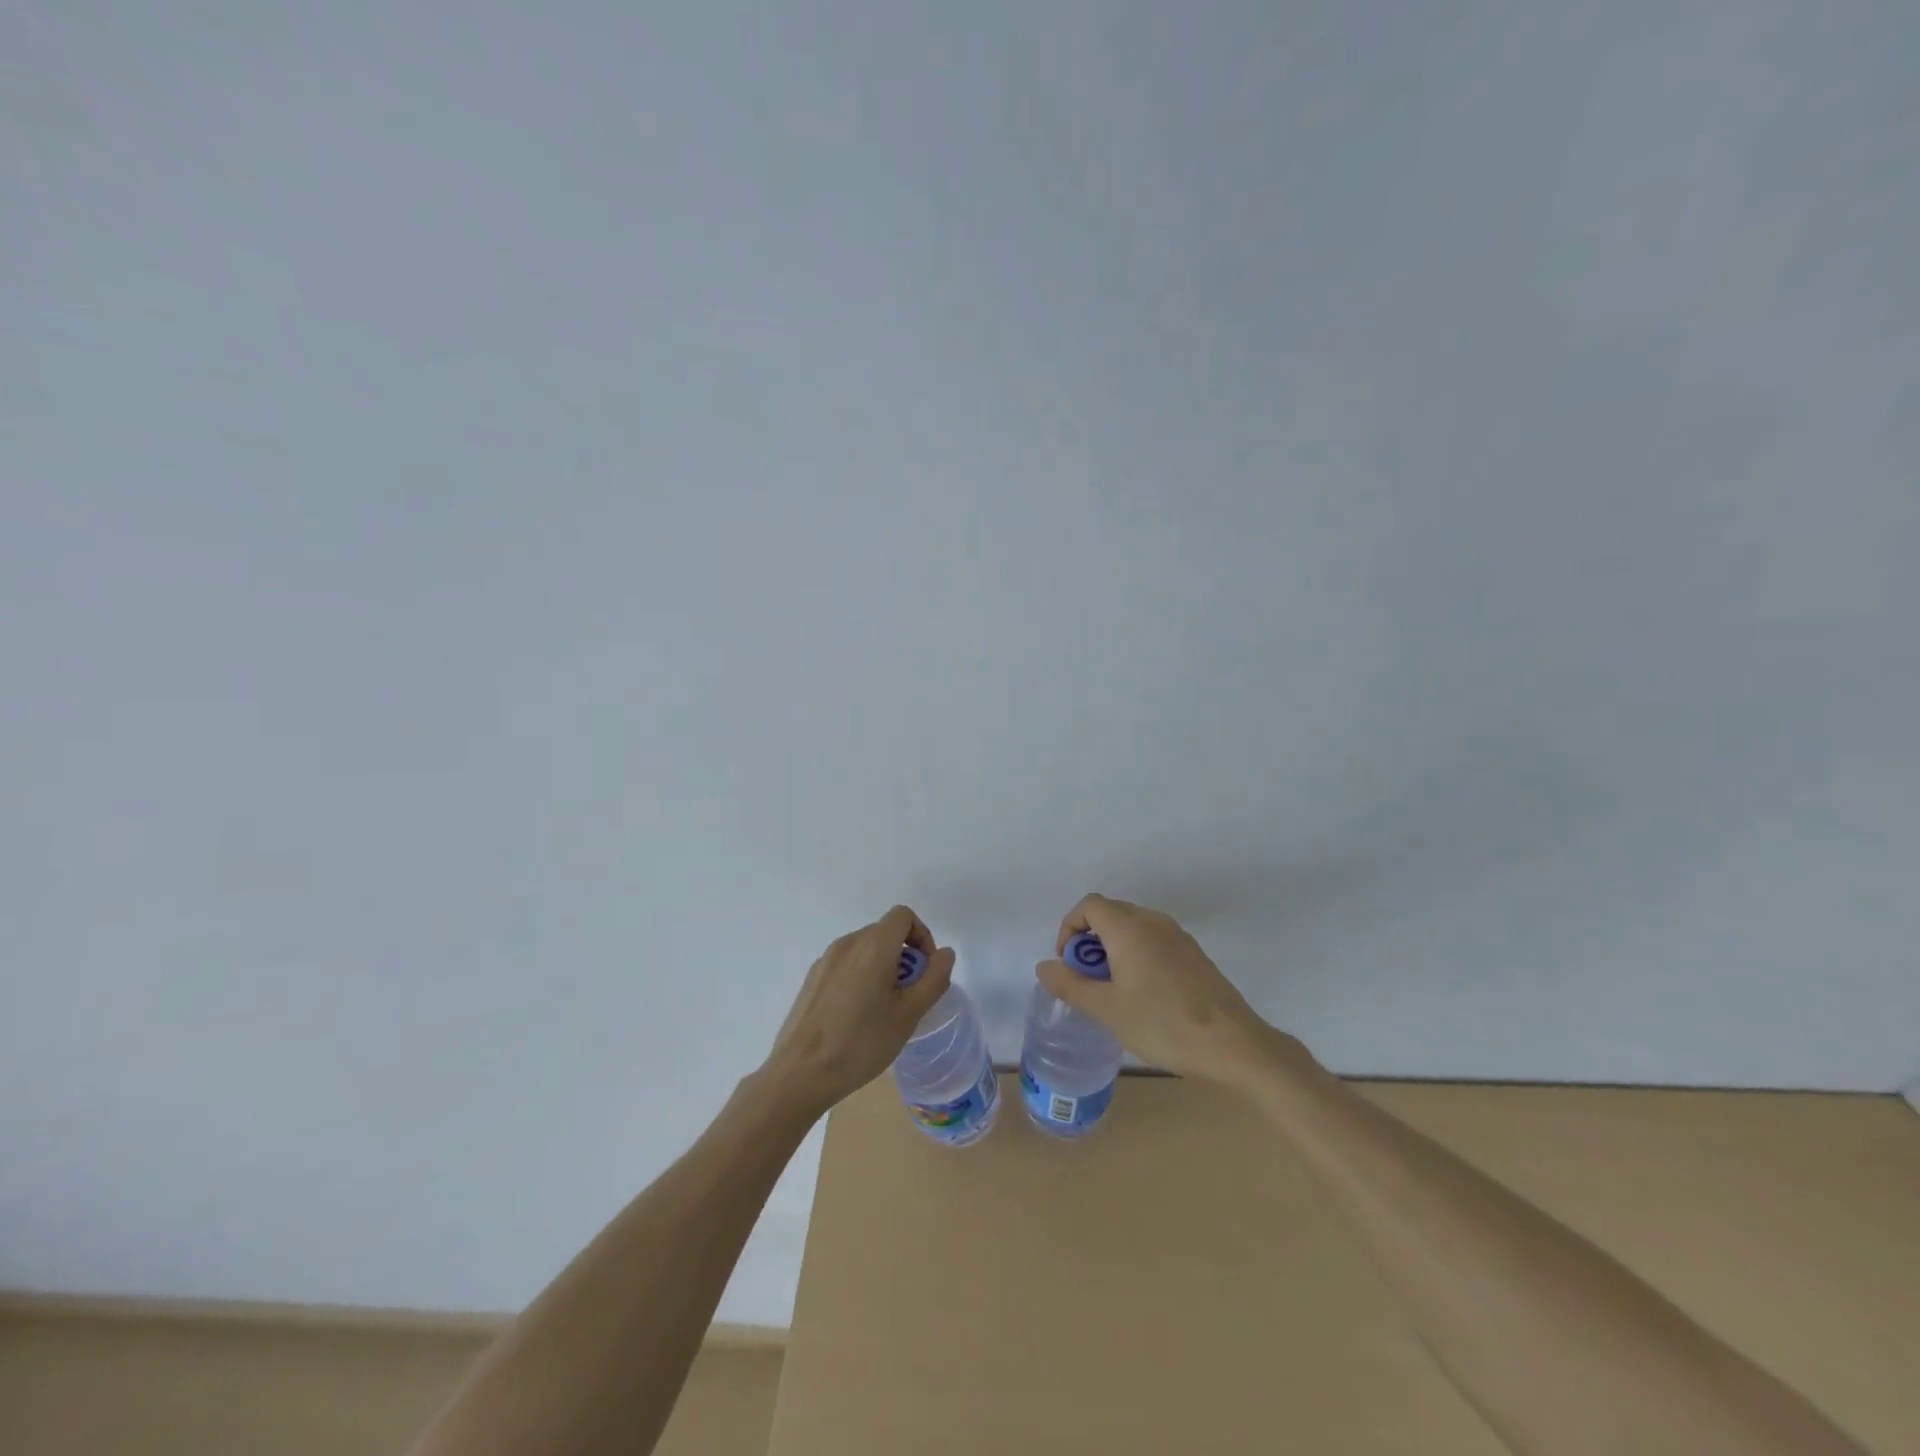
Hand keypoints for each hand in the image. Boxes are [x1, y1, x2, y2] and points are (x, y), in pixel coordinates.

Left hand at [762, 905, 955, 1113]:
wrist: (801, 1073)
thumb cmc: (862, 1042)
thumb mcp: (910, 1014)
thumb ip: (934, 978)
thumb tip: (944, 953)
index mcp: (873, 945)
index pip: (903, 916)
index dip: (921, 936)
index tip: (924, 971)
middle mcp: (847, 943)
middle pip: (884, 933)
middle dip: (904, 957)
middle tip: (908, 997)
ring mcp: (825, 960)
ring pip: (864, 950)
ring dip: (882, 968)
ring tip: (883, 1010)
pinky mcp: (812, 979)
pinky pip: (845, 966)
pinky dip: (860, 978)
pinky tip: (856, 1017)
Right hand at [1037, 893, 1295, 1084]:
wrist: (1233, 1044)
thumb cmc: (1162, 1024)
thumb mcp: (1107, 1009)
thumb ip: (1070, 985)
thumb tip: (1044, 966)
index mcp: (1129, 927)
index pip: (1089, 905)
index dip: (1069, 928)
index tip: (1068, 964)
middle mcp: (1153, 921)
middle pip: (1110, 913)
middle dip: (1089, 941)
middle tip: (1087, 981)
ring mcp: (1178, 936)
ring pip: (1133, 927)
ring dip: (1113, 949)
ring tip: (1113, 991)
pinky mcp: (1194, 954)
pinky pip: (1153, 941)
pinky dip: (1136, 955)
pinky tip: (1143, 995)